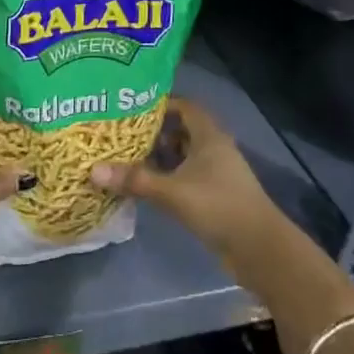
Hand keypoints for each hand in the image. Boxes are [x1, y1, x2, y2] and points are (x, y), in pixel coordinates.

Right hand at [91, 96, 279, 265]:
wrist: (260, 249)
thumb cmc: (219, 207)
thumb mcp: (173, 192)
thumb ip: (135, 180)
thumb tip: (93, 170)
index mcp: (209, 135)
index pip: (184, 106)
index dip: (160, 104)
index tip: (131, 109)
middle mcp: (214, 148)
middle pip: (181, 130)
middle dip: (154, 132)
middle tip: (122, 134)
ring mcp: (216, 173)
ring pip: (183, 155)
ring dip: (160, 157)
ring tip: (128, 158)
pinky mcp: (215, 195)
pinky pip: (186, 176)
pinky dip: (168, 177)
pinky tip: (147, 186)